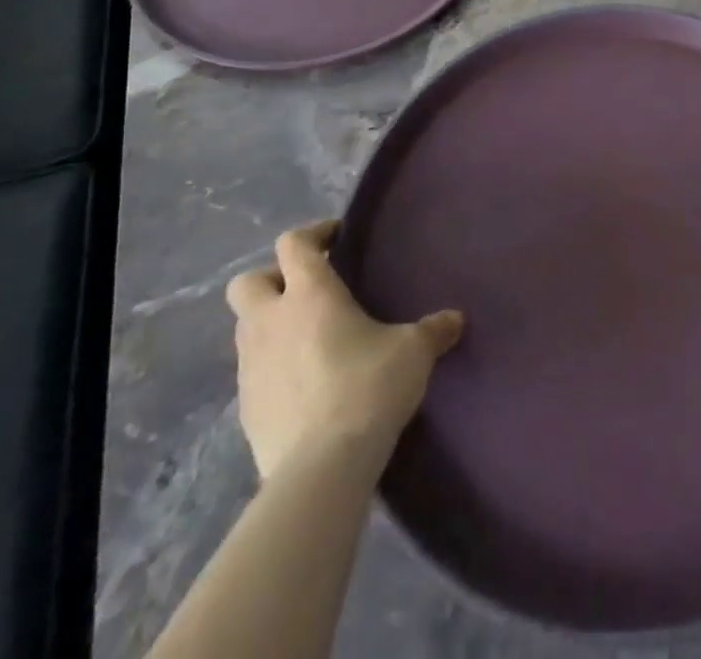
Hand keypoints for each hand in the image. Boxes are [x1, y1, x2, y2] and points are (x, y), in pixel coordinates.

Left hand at [225, 220, 463, 480]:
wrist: (322, 467)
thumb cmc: (369, 388)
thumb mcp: (413, 352)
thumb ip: (432, 330)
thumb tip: (454, 320)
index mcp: (310, 294)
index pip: (293, 244)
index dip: (313, 234)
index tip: (336, 238)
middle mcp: (271, 322)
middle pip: (247, 282)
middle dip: (272, 279)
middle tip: (307, 289)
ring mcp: (250, 367)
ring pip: (245, 328)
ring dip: (269, 324)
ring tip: (308, 338)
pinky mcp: (245, 409)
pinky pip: (252, 372)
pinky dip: (271, 367)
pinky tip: (303, 382)